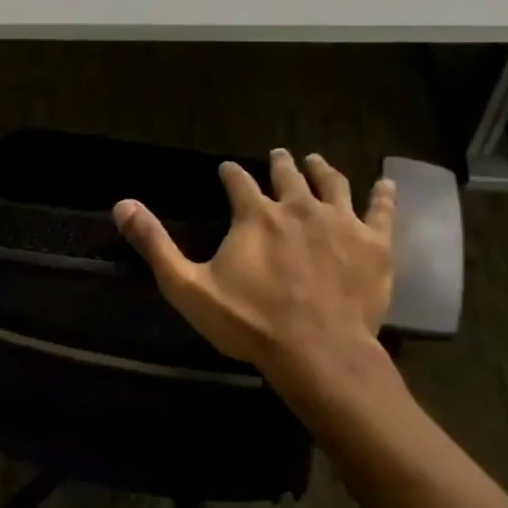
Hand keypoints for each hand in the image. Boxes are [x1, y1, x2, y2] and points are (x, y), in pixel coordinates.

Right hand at [113, 149, 395, 380]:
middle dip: (280, 163)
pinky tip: (386, 185)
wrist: (317, 352)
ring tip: (316, 160)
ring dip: (322, 169)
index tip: (227, 169)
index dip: (231, 174)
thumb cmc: (249, 321)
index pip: (238, 181)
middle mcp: (298, 207)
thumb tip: (122, 204)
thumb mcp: (188, 286)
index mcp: (255, 215)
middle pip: (289, 175)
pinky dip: (383, 196)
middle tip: (279, 155)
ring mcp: (341, 222)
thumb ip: (155, 244)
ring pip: (333, 183)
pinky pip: (381, 211)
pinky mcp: (374, 244)